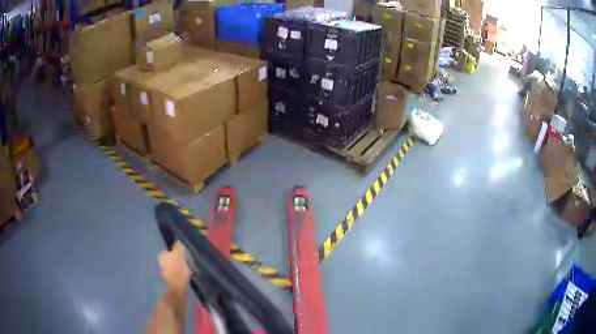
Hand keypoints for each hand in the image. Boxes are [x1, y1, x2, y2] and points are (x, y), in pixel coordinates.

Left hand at [158, 242, 190, 292]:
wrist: (178, 287)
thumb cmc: (178, 268)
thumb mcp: (180, 254)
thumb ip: (178, 247)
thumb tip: (177, 242)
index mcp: (161, 255)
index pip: (169, 251)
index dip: (177, 253)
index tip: (184, 257)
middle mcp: (159, 263)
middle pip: (170, 259)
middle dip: (176, 261)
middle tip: (185, 263)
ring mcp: (163, 272)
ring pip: (171, 267)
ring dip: (177, 268)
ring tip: (186, 271)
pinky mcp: (167, 280)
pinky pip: (173, 274)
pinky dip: (177, 275)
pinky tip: (183, 277)